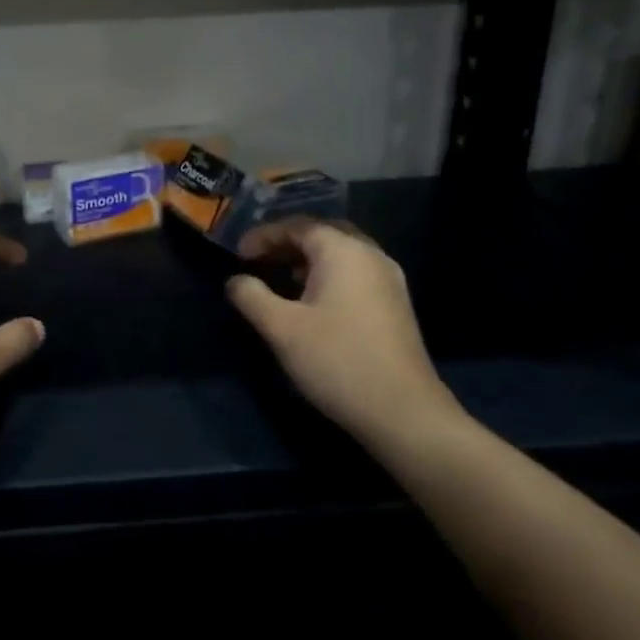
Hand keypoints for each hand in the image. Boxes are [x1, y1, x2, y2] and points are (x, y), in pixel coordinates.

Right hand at [226, 218, 460, 451]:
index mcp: (344, 251)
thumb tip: (235, 280)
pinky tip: (311, 302)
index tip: (237, 255)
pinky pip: (355, 274)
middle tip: (258, 260)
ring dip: (307, 260)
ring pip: (341, 254)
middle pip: (322, 234)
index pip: (297, 226)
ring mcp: (389, 280)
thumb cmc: (338, 361)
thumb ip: (251, 296)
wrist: (404, 413)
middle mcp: (371, 255)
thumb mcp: (281, 328)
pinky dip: (327, 276)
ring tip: (279, 279)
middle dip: (287, 243)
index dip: (263, 236)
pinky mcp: (395, 305)